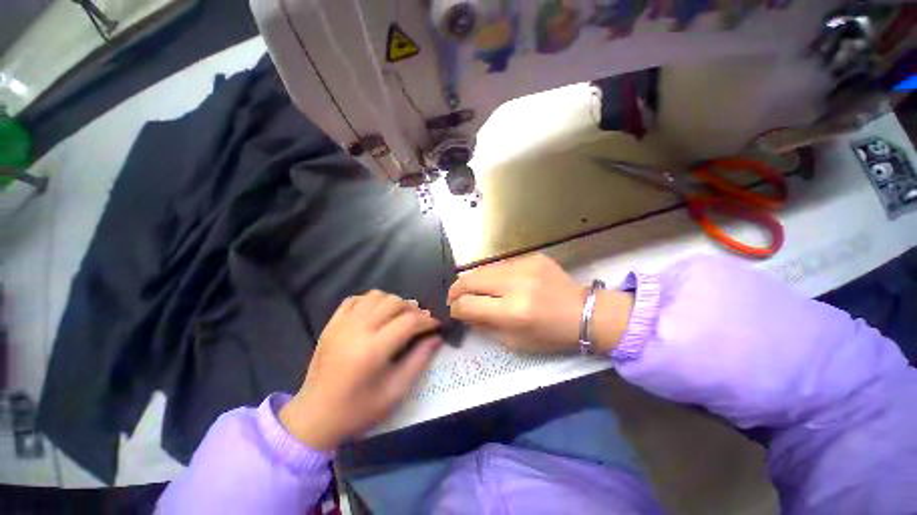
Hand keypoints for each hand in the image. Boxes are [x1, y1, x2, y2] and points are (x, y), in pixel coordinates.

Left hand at [279, 291, 441, 449]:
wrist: (314, 417)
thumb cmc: (358, 410)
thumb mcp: (395, 391)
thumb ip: (419, 360)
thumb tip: (436, 337)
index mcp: (373, 349)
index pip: (409, 321)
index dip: (427, 320)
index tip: (437, 324)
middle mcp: (357, 329)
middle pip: (393, 302)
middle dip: (413, 309)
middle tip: (420, 322)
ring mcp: (342, 324)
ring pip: (375, 296)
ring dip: (393, 302)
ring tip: (400, 316)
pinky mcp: (331, 324)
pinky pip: (355, 299)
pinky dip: (370, 301)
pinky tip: (376, 313)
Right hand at [448, 255, 633, 353]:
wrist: (583, 313)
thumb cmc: (550, 334)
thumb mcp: (514, 341)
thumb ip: (484, 325)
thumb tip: (463, 312)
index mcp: (513, 312)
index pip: (468, 304)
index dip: (455, 308)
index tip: (454, 310)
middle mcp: (516, 285)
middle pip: (470, 280)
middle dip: (456, 289)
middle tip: (453, 296)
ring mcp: (524, 266)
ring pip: (483, 269)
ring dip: (473, 280)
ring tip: (471, 289)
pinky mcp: (531, 257)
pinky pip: (500, 265)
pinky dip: (492, 275)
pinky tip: (496, 282)